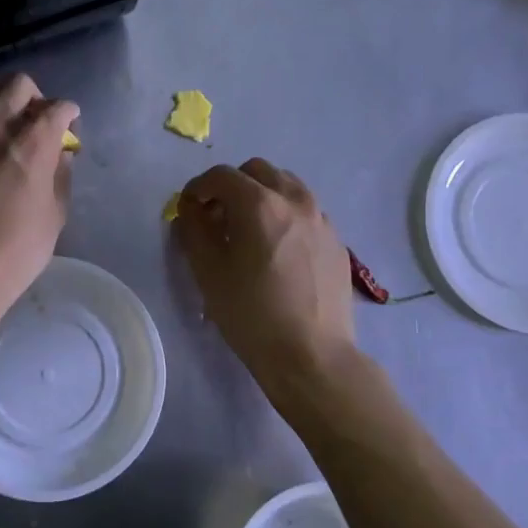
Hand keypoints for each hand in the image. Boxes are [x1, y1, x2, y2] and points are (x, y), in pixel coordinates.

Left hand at [0, 69, 78, 322]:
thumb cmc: (17, 248)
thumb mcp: (56, 214)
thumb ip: (59, 176)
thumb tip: (58, 155)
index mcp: (35, 140)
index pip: (60, 107)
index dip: (68, 116)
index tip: (67, 129)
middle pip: (19, 83)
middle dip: (32, 97)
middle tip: (31, 122)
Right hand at [174, 159, 356, 386]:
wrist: (312, 356)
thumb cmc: (252, 314)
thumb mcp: (208, 272)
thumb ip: (193, 230)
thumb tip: (191, 209)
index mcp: (259, 204)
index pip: (221, 175)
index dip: (199, 187)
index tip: (190, 208)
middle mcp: (294, 200)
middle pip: (257, 171)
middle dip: (233, 186)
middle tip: (219, 217)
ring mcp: (321, 219)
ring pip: (287, 186)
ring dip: (263, 195)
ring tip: (251, 230)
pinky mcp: (337, 241)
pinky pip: (307, 212)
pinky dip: (287, 216)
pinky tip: (280, 251)